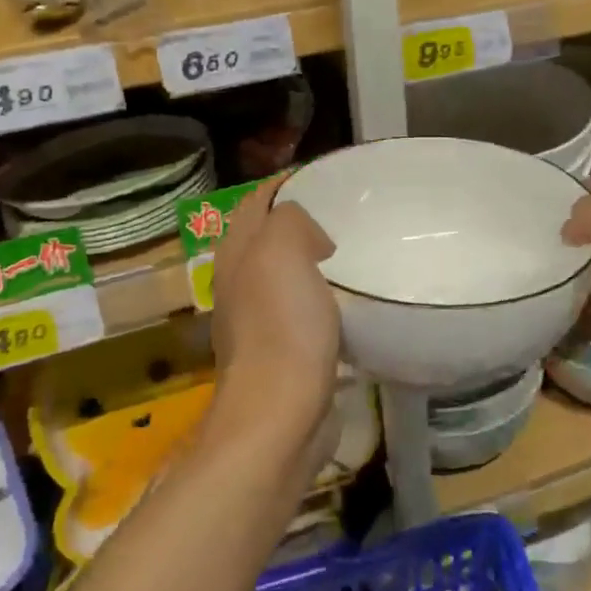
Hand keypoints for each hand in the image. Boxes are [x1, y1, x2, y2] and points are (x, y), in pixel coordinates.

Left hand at [207, 176, 341, 453]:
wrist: (280, 415)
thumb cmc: (282, 326)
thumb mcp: (282, 250)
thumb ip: (291, 220)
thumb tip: (313, 238)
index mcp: (237, 256)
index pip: (255, 202)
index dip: (283, 183)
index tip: (323, 175)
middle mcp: (241, 285)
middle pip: (266, 238)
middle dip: (298, 220)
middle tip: (345, 211)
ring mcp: (260, 323)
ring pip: (286, 276)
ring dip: (312, 261)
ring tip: (353, 251)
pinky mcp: (284, 354)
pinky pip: (304, 311)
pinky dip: (324, 297)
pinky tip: (351, 301)